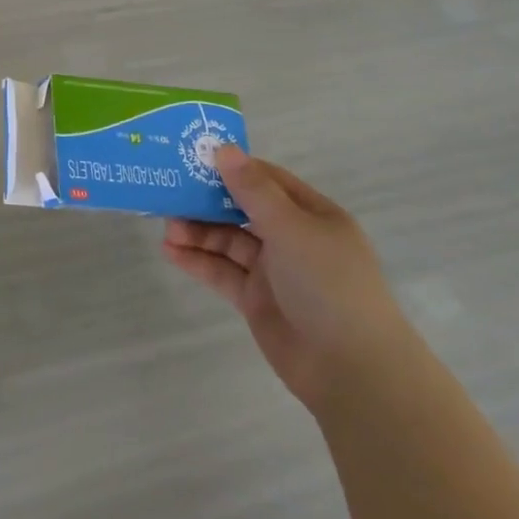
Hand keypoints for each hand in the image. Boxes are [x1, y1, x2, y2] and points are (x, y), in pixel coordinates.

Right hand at [163, 145, 412, 413]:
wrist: (352, 370)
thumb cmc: (329, 284)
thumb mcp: (291, 228)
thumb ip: (253, 190)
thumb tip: (224, 148)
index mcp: (312, 214)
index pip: (266, 180)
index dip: (232, 167)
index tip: (194, 158)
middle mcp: (293, 238)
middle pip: (242, 209)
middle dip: (207, 201)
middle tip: (169, 193)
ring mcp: (274, 270)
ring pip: (229, 241)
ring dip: (198, 232)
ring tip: (167, 228)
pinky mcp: (257, 300)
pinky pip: (222, 272)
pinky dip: (197, 261)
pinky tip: (171, 252)